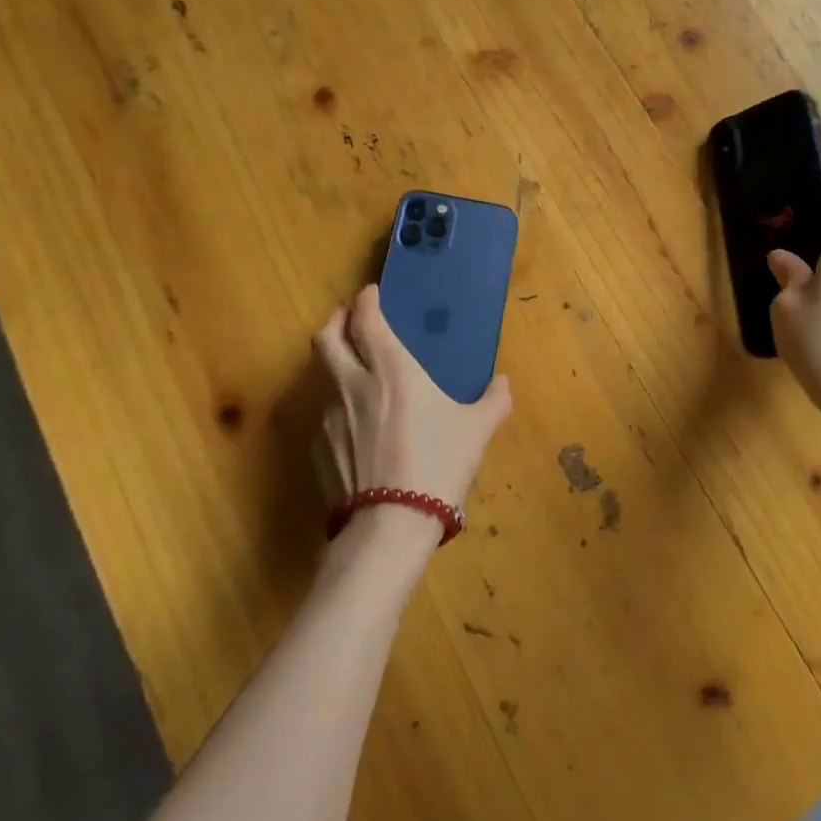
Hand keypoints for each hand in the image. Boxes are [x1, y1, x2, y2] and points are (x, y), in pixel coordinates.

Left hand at [311, 284, 511, 538]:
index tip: (371, 294)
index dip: (366, 301)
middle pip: (327, 337)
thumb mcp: (477, 430)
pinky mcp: (317, 448)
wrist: (388, 526)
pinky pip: (323, 412)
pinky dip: (335, 404)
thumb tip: (503, 383)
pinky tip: (354, 423)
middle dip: (337, 321)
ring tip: (354, 371)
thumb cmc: (438, 464)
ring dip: (334, 362)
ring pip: (321, 374)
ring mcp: (329, 416)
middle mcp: (353, 383)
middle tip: (351, 321)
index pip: (366, 319)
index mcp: (392, 369)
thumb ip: (493, 400)